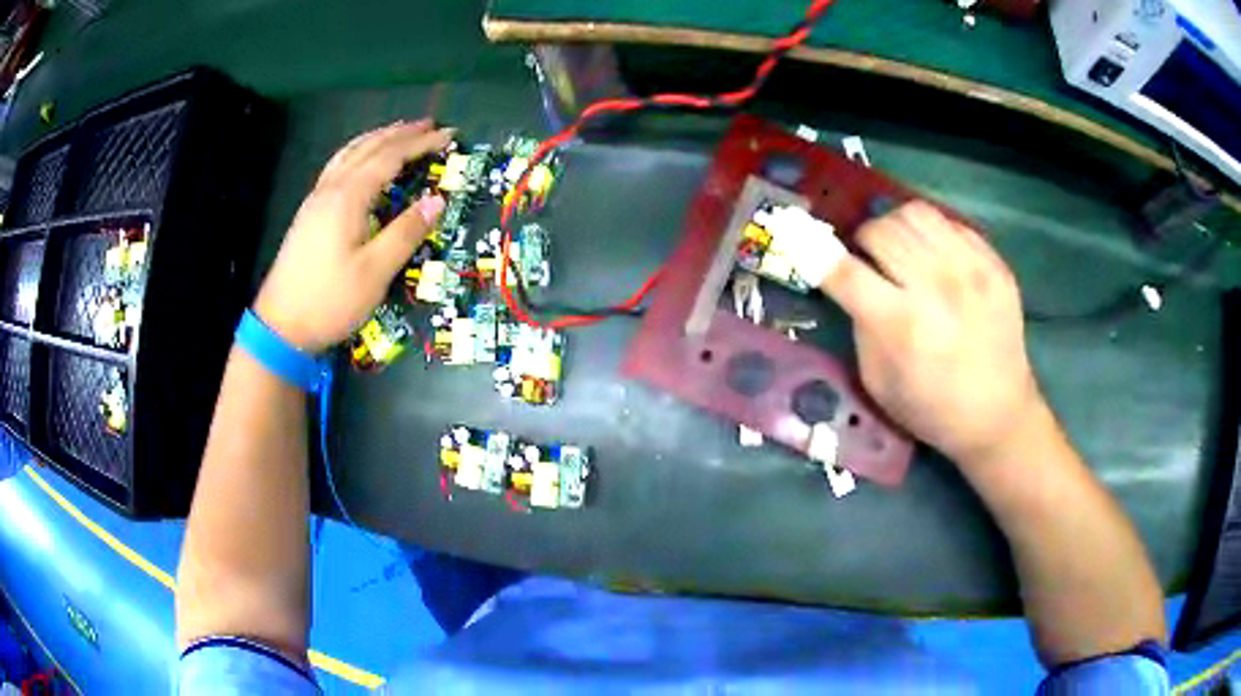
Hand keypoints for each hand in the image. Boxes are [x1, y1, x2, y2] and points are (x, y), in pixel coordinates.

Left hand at [253, 120, 452, 351]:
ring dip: (377, 138)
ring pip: (348, 154)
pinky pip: (337, 167)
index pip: (390, 157)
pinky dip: (357, 152)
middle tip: (430, 125)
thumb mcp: (375, 273)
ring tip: (399, 132)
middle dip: (401, 133)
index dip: (421, 143)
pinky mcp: (308, 213)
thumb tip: (437, 201)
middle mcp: (330, 189)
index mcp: (348, 197)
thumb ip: (406, 233)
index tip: (449, 134)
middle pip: (368, 148)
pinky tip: (361, 161)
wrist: (279, 325)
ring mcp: (315, 200)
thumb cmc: (329, 301)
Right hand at [818, 201, 1043, 465]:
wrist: (998, 415)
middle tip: (868, 260)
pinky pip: (949, 222)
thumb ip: (861, 326)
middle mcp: (936, 287)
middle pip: (879, 231)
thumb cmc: (932, 409)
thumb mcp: (878, 382)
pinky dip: (931, 233)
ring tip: (901, 249)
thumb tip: (850, 281)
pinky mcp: (994, 263)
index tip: (802, 241)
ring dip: (895, 227)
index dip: (816, 252)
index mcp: (901, 326)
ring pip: (914, 213)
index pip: (844, 271)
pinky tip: (936, 258)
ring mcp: (970, 269)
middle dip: (862, 241)